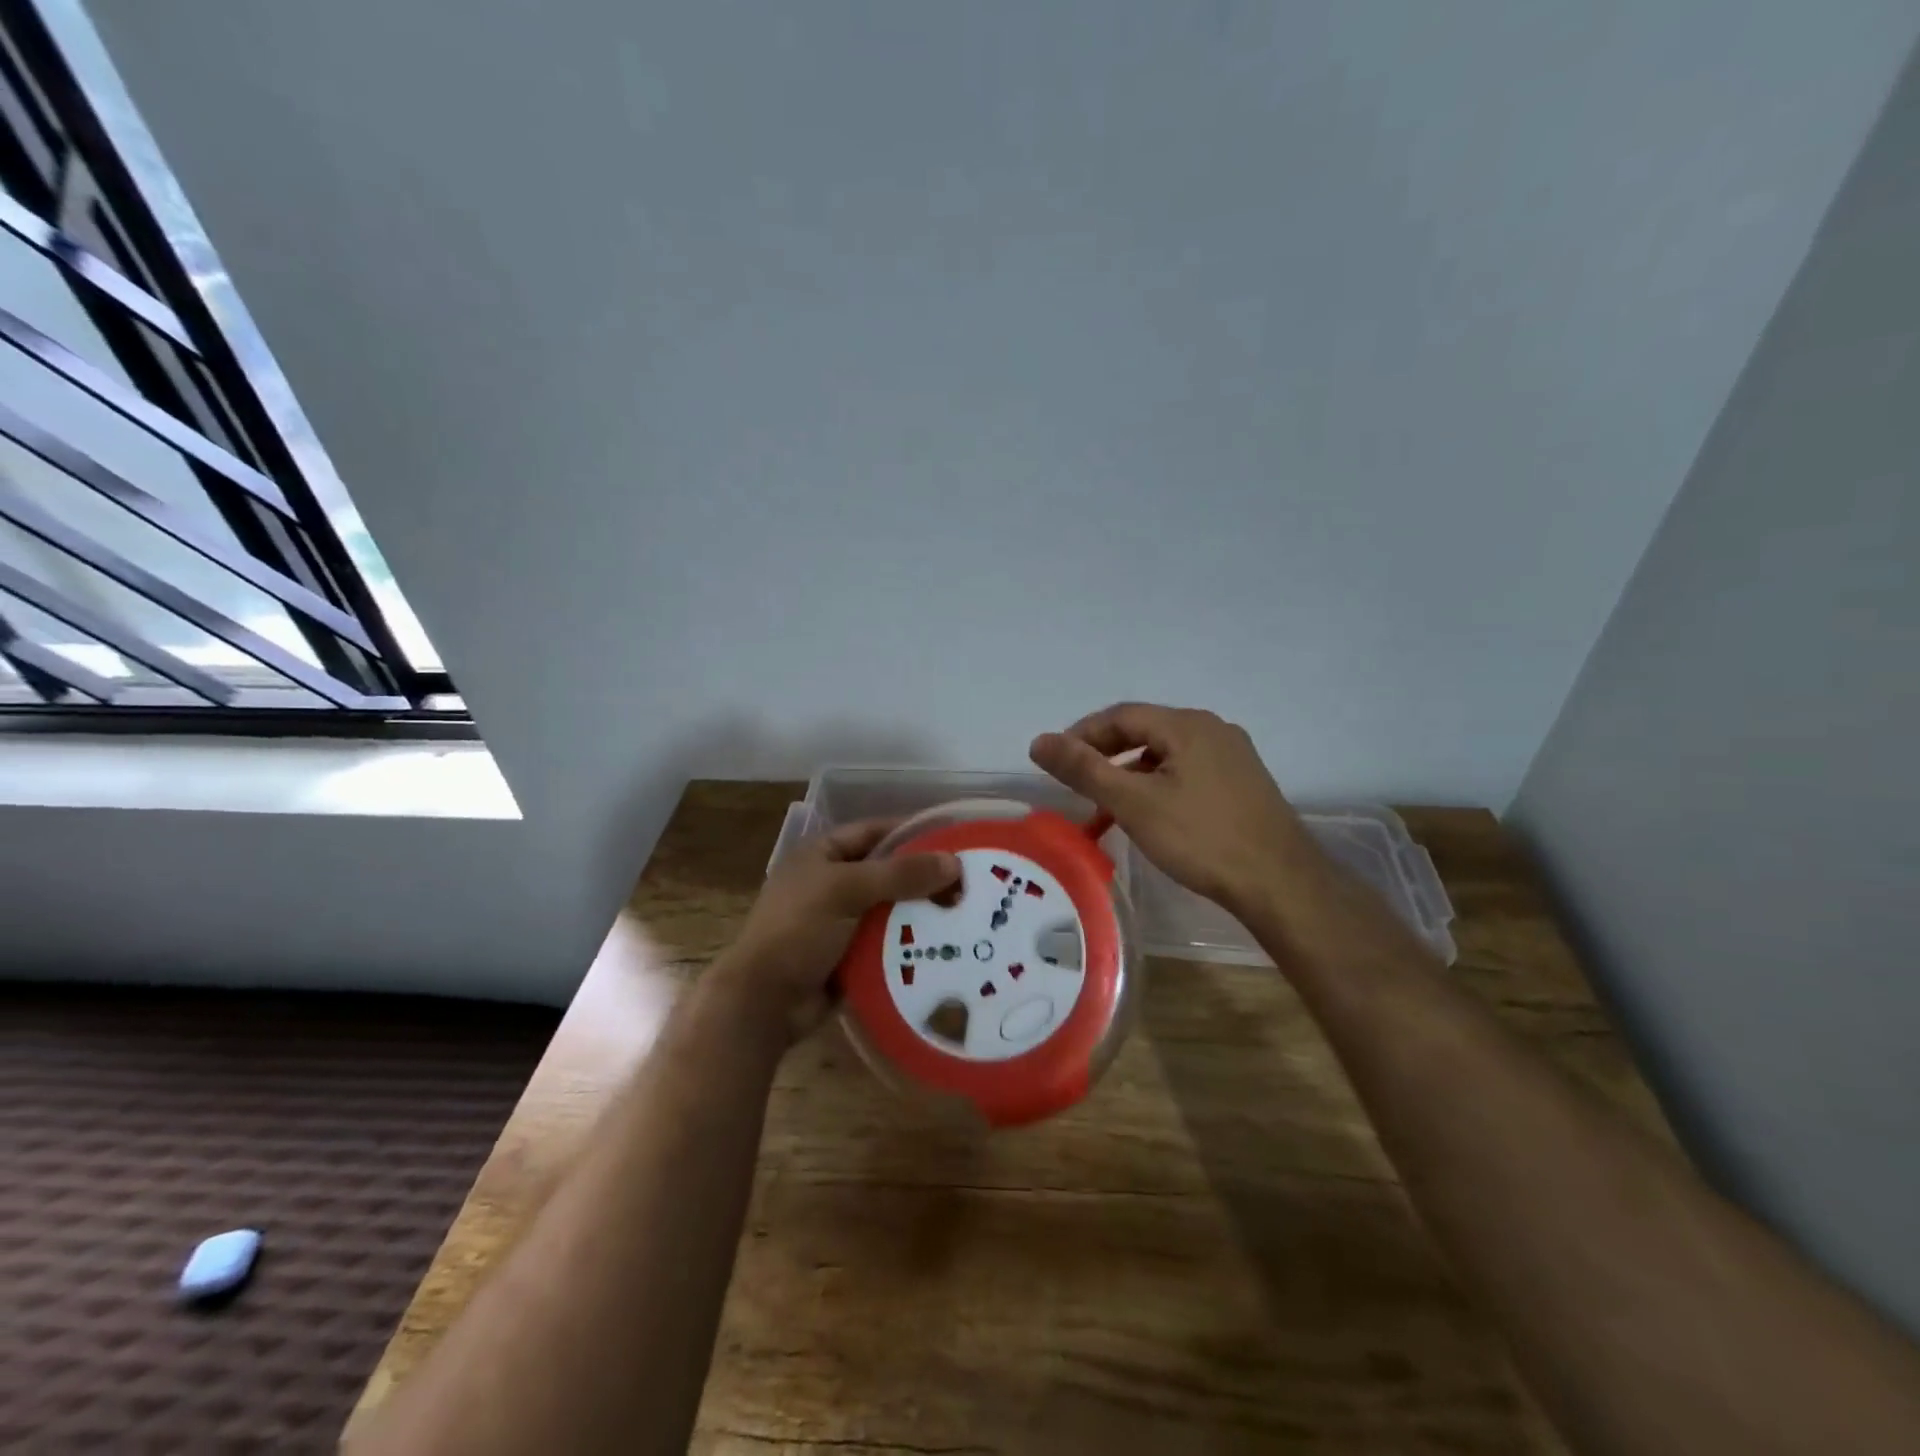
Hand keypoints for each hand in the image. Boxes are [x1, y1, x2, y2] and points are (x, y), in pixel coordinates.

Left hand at [720, 818, 961, 1040]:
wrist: (764, 1002)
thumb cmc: (798, 931)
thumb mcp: (846, 890)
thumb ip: (899, 873)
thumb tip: (953, 862)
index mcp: (823, 855)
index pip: (875, 831)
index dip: (912, 832)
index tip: (954, 840)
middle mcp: (832, 882)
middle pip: (887, 871)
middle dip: (924, 877)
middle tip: (969, 883)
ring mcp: (841, 921)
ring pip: (891, 908)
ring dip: (921, 912)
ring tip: (967, 913)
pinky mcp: (850, 955)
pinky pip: (888, 941)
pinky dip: (911, 942)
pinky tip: (946, 945)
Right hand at [1030, 702, 1314, 918]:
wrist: (1280, 883)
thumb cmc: (1201, 838)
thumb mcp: (1133, 803)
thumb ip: (1084, 769)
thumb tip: (1039, 741)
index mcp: (1187, 724)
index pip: (1121, 715)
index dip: (1082, 734)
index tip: (1056, 762)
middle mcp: (1213, 730)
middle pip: (1145, 731)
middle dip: (1105, 755)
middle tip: (1078, 784)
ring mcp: (1233, 757)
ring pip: (1166, 755)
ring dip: (1131, 774)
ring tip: (1107, 806)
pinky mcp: (1243, 784)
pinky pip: (1188, 773)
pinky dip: (1158, 787)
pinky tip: (1150, 817)